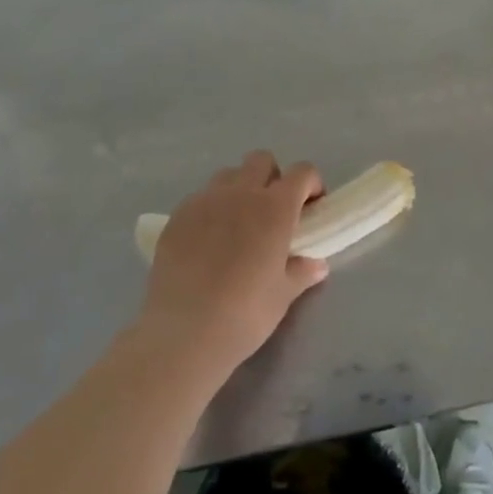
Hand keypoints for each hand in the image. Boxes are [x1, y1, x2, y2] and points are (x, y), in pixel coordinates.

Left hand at [138, 151, 328, 384]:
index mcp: (275, 208)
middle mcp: (240, 194)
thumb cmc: (245, 313)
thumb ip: (302, 272)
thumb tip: (316, 264)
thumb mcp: (283, 295)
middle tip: (274, 213)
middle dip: (273, 178)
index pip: (302, 172)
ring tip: (238, 225)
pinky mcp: (176, 217)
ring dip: (240, 189)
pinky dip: (211, 210)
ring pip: (228, 175)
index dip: (311, 185)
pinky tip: (208, 242)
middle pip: (261, 160)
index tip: (311, 208)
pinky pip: (200, 198)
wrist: (183, 333)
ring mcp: (204, 202)